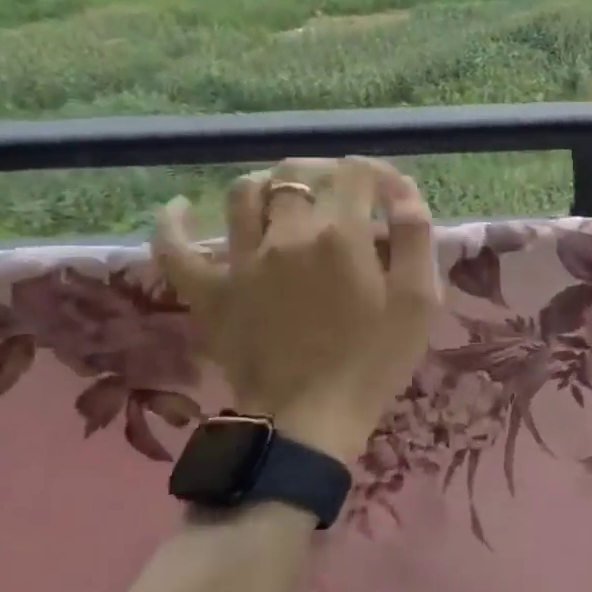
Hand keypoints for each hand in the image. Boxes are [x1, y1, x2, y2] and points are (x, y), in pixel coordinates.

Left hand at [153, 157, 438, 461]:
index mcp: (341, 235)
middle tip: (342, 193)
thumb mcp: (418, 300)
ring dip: (266, 184)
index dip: (376, 171)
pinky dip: (173, 222)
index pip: (356, 173)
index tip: (388, 192)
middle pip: (297, 174)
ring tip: (284, 198)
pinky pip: (176, 248)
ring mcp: (242, 262)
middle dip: (325, 172)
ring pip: (242, 195)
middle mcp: (288, 234)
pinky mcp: (209, 292)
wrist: (312, 420)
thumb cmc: (375, 360)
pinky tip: (179, 207)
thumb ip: (414, 236)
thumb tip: (401, 190)